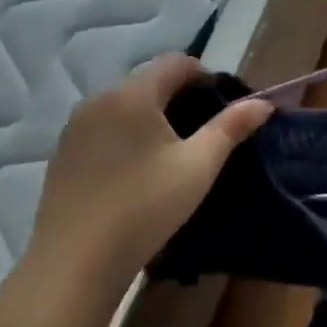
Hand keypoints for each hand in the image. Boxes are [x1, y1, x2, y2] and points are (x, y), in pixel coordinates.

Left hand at [23, 53, 271, 300]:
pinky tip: (136, 170)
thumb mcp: (198, 167)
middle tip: (203, 130)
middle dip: (179, 95)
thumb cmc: (144, 208)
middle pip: (149, 80)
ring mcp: (75, 127)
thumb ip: (231, 128)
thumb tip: (264, 103)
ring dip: (151, 115)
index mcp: (133, 94)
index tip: (222, 104)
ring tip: (172, 151)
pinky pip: (103, 127)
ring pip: (124, 104)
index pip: (176, 62)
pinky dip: (126, 134)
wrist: (74, 264)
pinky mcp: (62, 153)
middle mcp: (99, 99)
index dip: (205, 75)